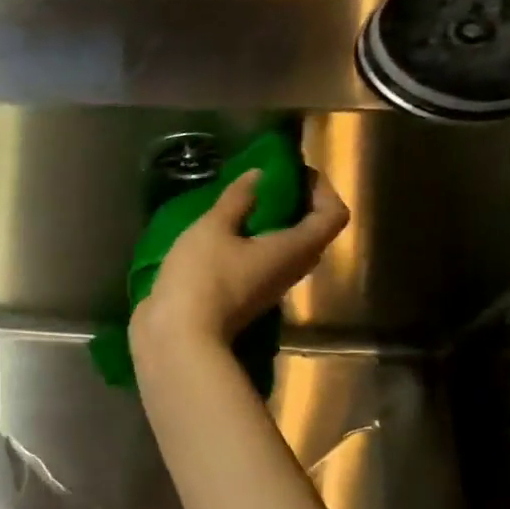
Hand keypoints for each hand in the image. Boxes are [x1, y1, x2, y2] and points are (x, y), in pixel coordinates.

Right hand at [132, 168, 349, 352]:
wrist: (177, 336)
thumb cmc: (201, 277)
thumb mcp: (213, 229)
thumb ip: (237, 200)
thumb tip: (258, 176)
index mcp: (293, 249)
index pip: (332, 215)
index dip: (323, 189)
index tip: (295, 172)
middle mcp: (289, 270)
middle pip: (313, 234)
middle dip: (298, 204)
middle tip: (269, 185)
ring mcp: (267, 288)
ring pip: (286, 251)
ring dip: (273, 226)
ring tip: (243, 206)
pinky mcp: (245, 299)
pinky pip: (262, 264)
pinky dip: (252, 244)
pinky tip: (222, 234)